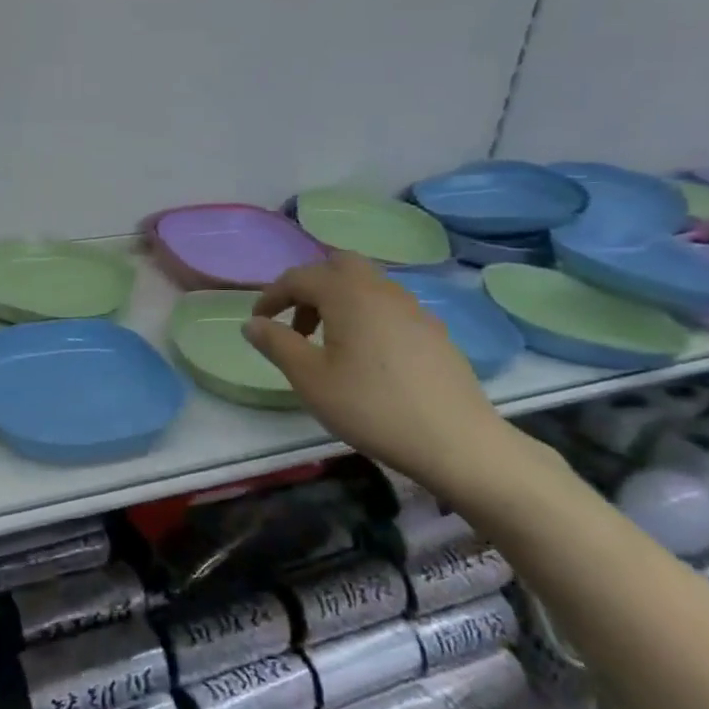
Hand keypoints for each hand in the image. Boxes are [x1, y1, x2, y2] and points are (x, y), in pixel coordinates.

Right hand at [243, 253, 518, 501]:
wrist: (457, 442)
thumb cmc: (372, 407)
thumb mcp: (310, 379)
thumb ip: (277, 344)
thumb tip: (251, 323)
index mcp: (347, 293)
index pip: (299, 277)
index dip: (272, 295)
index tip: (257, 322)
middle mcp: (381, 289)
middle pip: (338, 265)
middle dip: (310, 287)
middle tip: (297, 323)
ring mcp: (413, 308)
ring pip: (366, 284)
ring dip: (338, 300)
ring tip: (327, 343)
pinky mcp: (433, 331)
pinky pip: (388, 306)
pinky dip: (365, 315)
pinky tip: (366, 357)